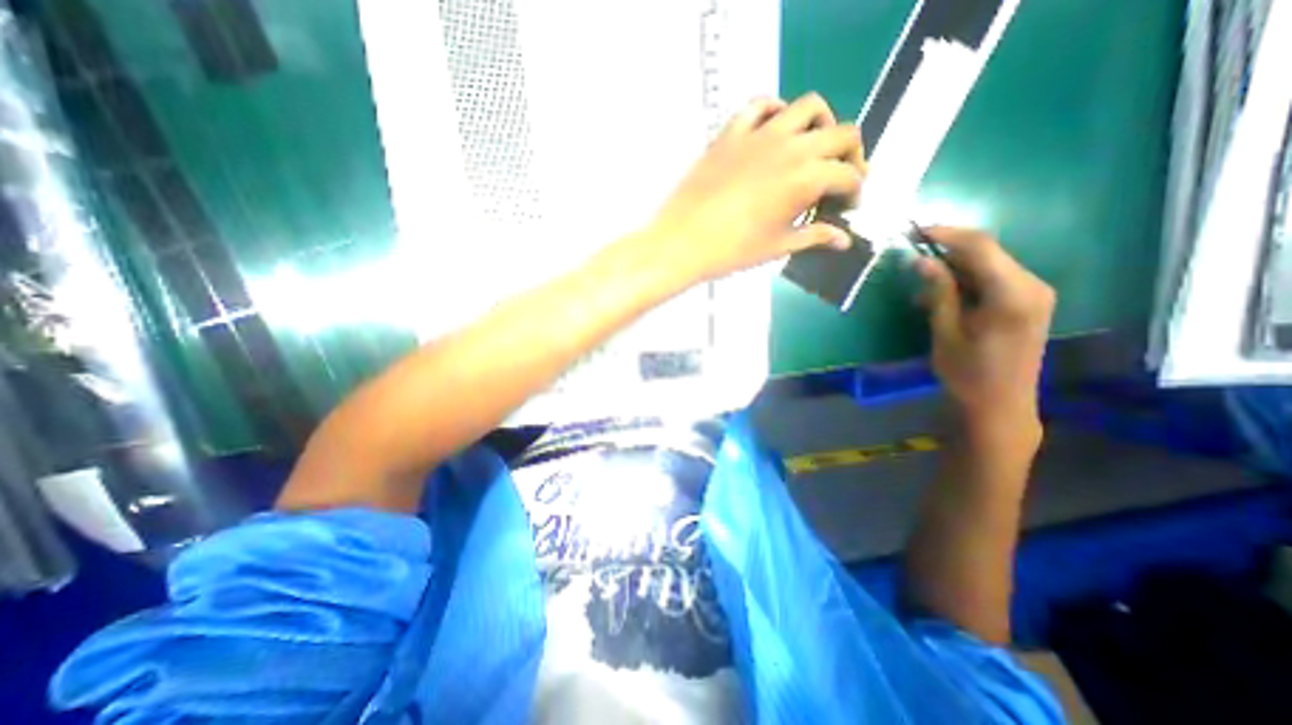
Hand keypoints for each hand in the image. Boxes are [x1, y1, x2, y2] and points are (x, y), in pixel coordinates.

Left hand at [647, 93, 867, 285]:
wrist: (683, 242)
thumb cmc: (732, 251)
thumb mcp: (778, 246)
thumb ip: (814, 237)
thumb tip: (843, 239)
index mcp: (805, 179)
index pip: (848, 175)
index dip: (854, 191)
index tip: (847, 205)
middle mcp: (790, 147)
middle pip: (842, 134)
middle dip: (851, 156)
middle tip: (840, 178)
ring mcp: (759, 134)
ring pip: (808, 107)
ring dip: (821, 125)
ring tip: (812, 149)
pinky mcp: (731, 132)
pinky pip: (760, 106)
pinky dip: (775, 111)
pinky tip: (774, 131)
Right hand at [917, 230, 1047, 440]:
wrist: (1001, 405)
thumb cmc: (967, 373)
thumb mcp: (945, 332)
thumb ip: (939, 292)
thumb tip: (922, 260)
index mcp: (1012, 294)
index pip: (980, 247)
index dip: (946, 234)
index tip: (914, 232)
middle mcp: (1032, 286)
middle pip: (987, 253)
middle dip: (948, 253)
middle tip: (913, 265)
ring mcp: (1035, 293)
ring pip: (990, 265)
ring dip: (955, 270)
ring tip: (924, 290)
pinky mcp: (1030, 302)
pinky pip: (996, 279)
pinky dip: (968, 281)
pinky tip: (946, 297)